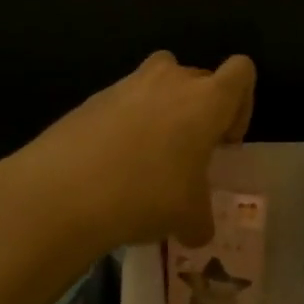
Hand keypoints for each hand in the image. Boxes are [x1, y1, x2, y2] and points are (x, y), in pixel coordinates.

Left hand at [0, 52, 255, 255]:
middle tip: (188, 155)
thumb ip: (201, 219)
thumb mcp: (188, 218)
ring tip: (149, 158)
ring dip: (162, 111)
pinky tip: (112, 166)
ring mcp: (126, 85)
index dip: (241, 103)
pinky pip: (122, 103)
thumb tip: (197, 231)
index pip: (242, 71)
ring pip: (158, 84)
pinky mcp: (90, 99)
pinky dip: (124, 125)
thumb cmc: (146, 195)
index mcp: (207, 100)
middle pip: (199, 77)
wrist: (62, 192)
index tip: (224, 140)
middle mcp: (170, 80)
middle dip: (199, 110)